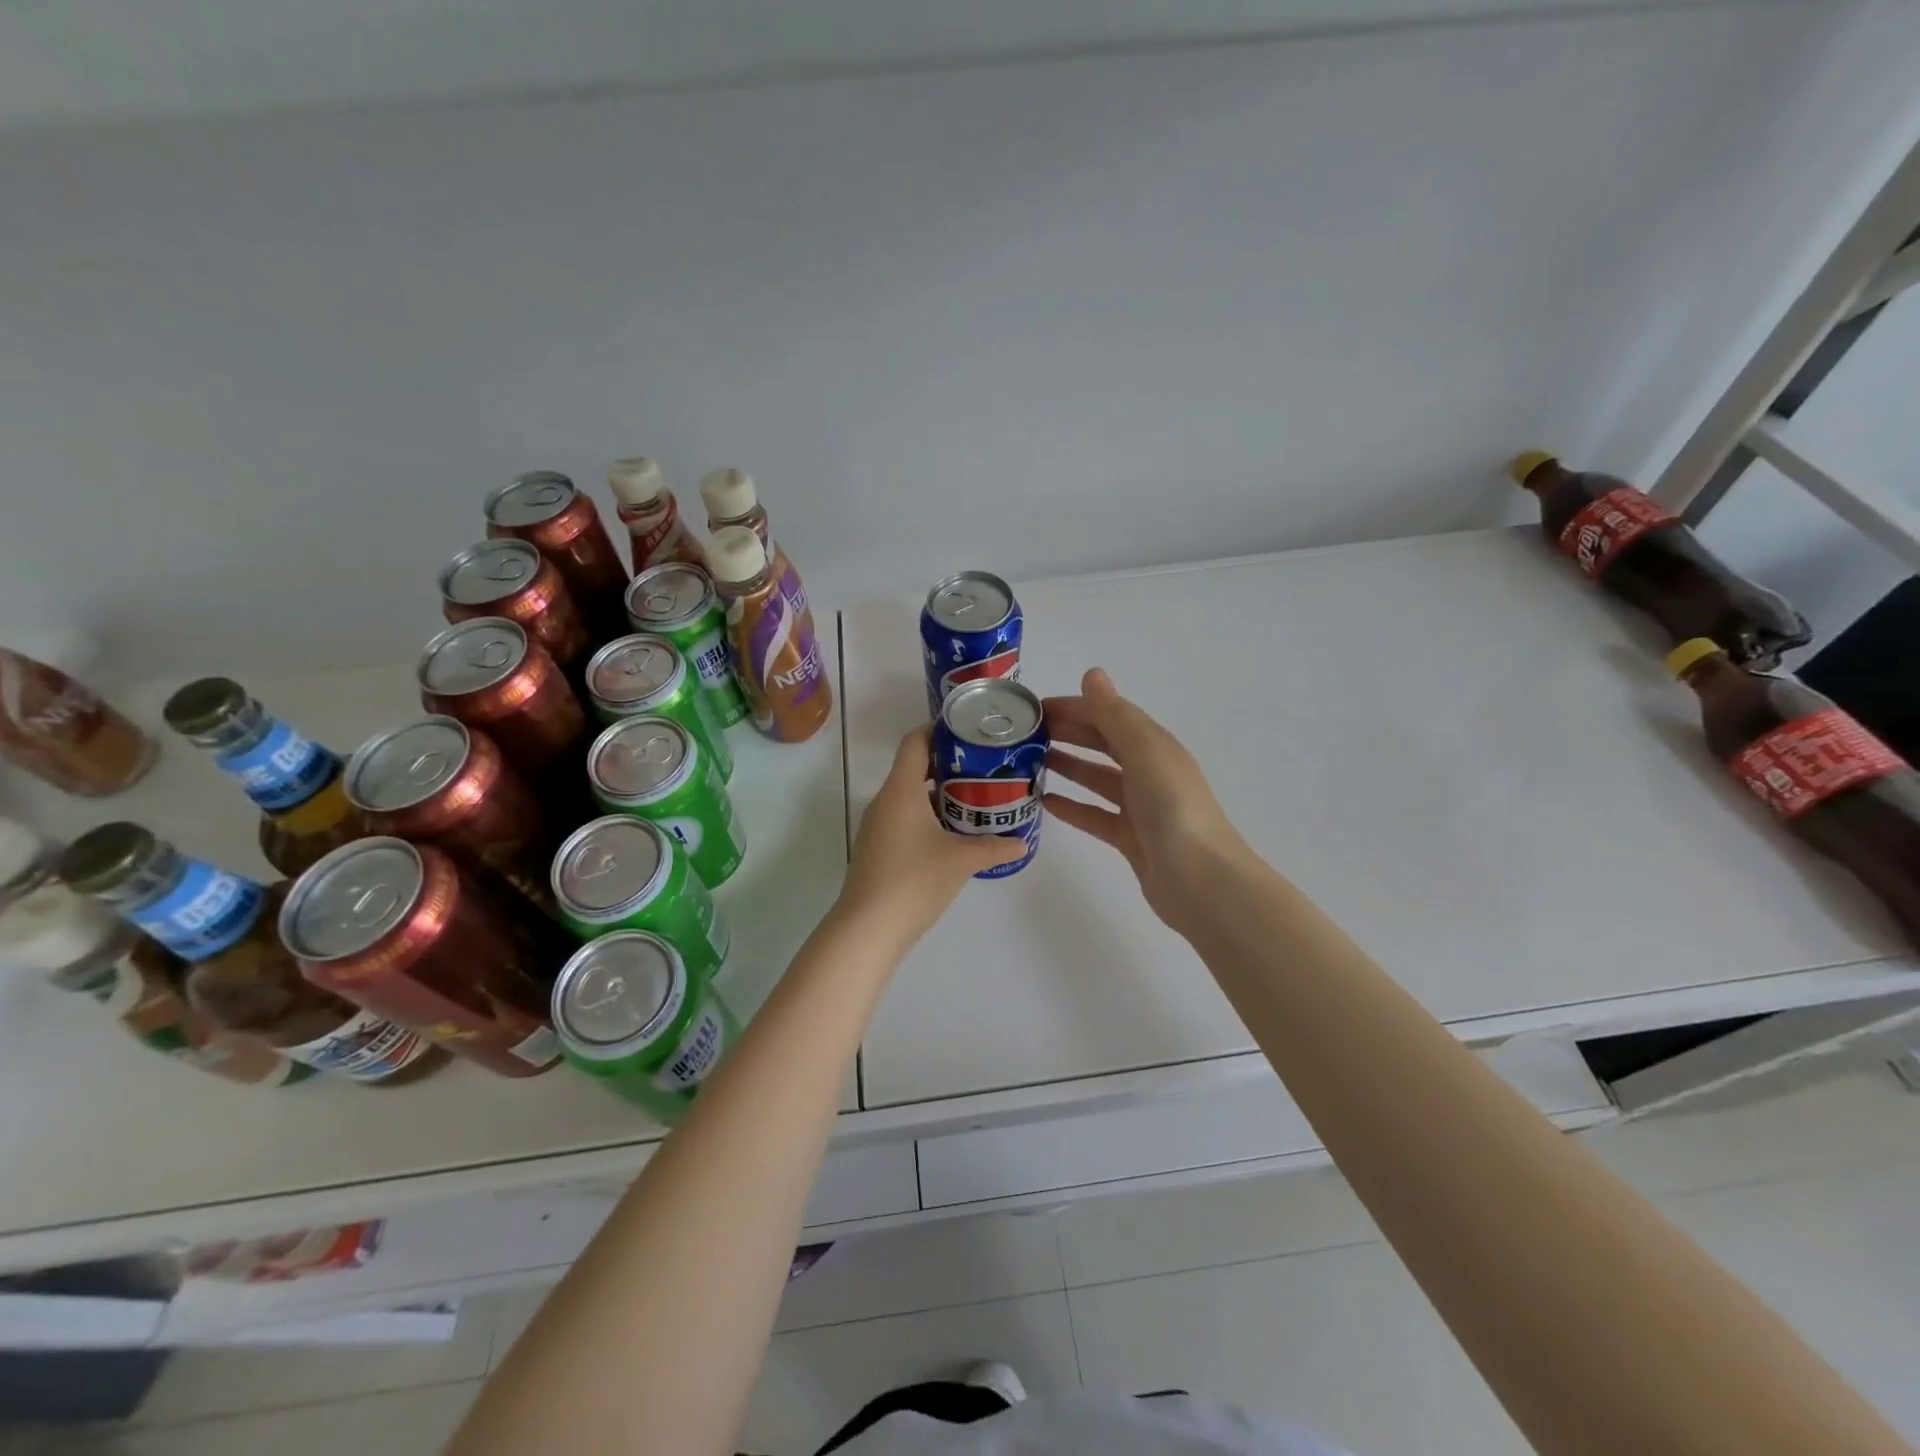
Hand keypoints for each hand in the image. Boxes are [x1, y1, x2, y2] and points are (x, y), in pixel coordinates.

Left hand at [839, 724, 1024, 945]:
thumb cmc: (914, 881)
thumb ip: (994, 846)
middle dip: (948, 763)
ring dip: (939, 793)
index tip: (967, 730)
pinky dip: (928, 816)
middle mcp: (885, 801)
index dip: (938, 729)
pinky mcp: (878, 848)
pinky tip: (953, 833)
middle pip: (913, 767)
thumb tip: (1022, 842)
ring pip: (910, 796)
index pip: (914, 742)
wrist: (868, 929)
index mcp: (901, 790)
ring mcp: (878, 826)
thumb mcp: (962, 860)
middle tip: (983, 765)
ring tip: (975, 797)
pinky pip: (905, 818)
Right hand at [1043, 667, 1247, 933]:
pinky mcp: (1131, 838)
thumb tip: (1092, 674)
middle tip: (1025, 734)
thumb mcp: (1144, 752)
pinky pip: (1096, 815)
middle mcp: (1149, 771)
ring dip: (1068, 766)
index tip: (1033, 709)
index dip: (1074, 707)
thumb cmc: (1172, 807)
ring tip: (1029, 763)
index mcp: (1155, 746)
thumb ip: (1114, 715)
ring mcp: (1141, 807)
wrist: (1200, 879)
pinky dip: (1073, 806)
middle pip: (1103, 744)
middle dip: (1068, 733)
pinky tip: (1045, 803)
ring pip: (1098, 779)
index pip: (1109, 715)